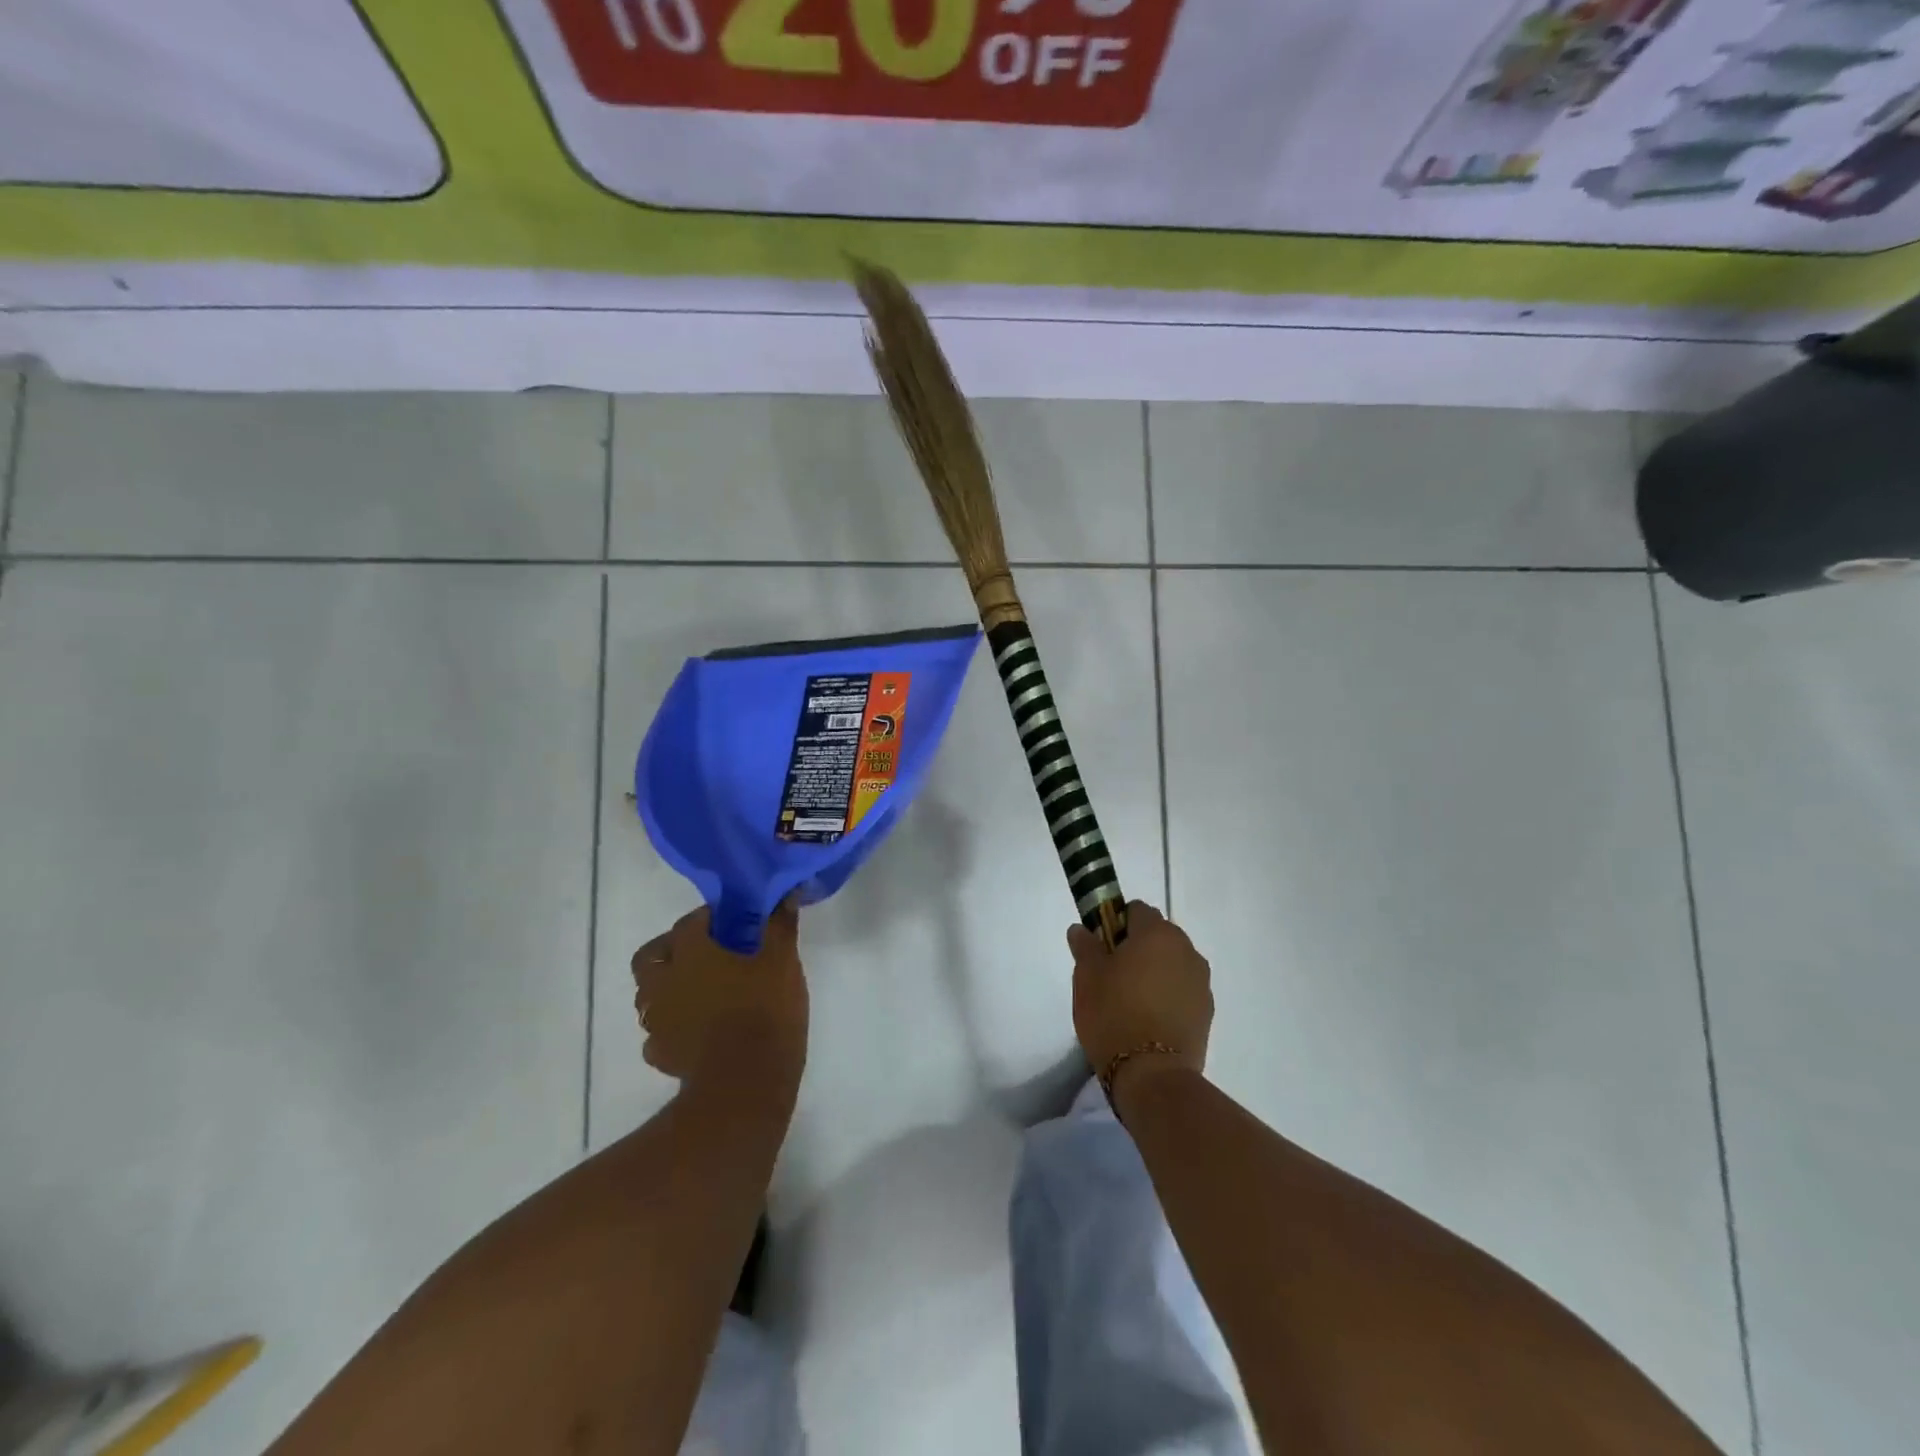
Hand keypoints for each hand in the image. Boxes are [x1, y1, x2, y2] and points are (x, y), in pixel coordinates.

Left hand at [631, 905, 807, 1085]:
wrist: (745, 1082)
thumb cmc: (764, 1010)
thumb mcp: (782, 961)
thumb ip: (779, 926)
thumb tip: (785, 896)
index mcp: (691, 952)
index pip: (689, 922)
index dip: (709, 918)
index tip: (732, 922)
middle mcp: (664, 981)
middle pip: (651, 956)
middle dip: (671, 950)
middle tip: (703, 954)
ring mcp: (658, 1020)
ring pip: (650, 995)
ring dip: (668, 988)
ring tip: (700, 992)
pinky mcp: (661, 1054)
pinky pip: (658, 1032)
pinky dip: (672, 1026)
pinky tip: (697, 1030)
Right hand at [1068, 902, 1211, 1101]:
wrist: (1152, 1076)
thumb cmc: (1113, 1015)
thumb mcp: (1086, 977)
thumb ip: (1085, 946)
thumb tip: (1081, 929)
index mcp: (1157, 933)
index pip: (1136, 910)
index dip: (1115, 923)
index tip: (1101, 948)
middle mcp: (1186, 949)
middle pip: (1158, 935)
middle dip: (1137, 947)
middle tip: (1112, 975)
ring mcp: (1201, 981)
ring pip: (1172, 963)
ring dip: (1155, 971)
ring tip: (1132, 1001)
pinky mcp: (1207, 1011)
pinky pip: (1183, 989)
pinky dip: (1168, 995)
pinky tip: (1149, 1019)